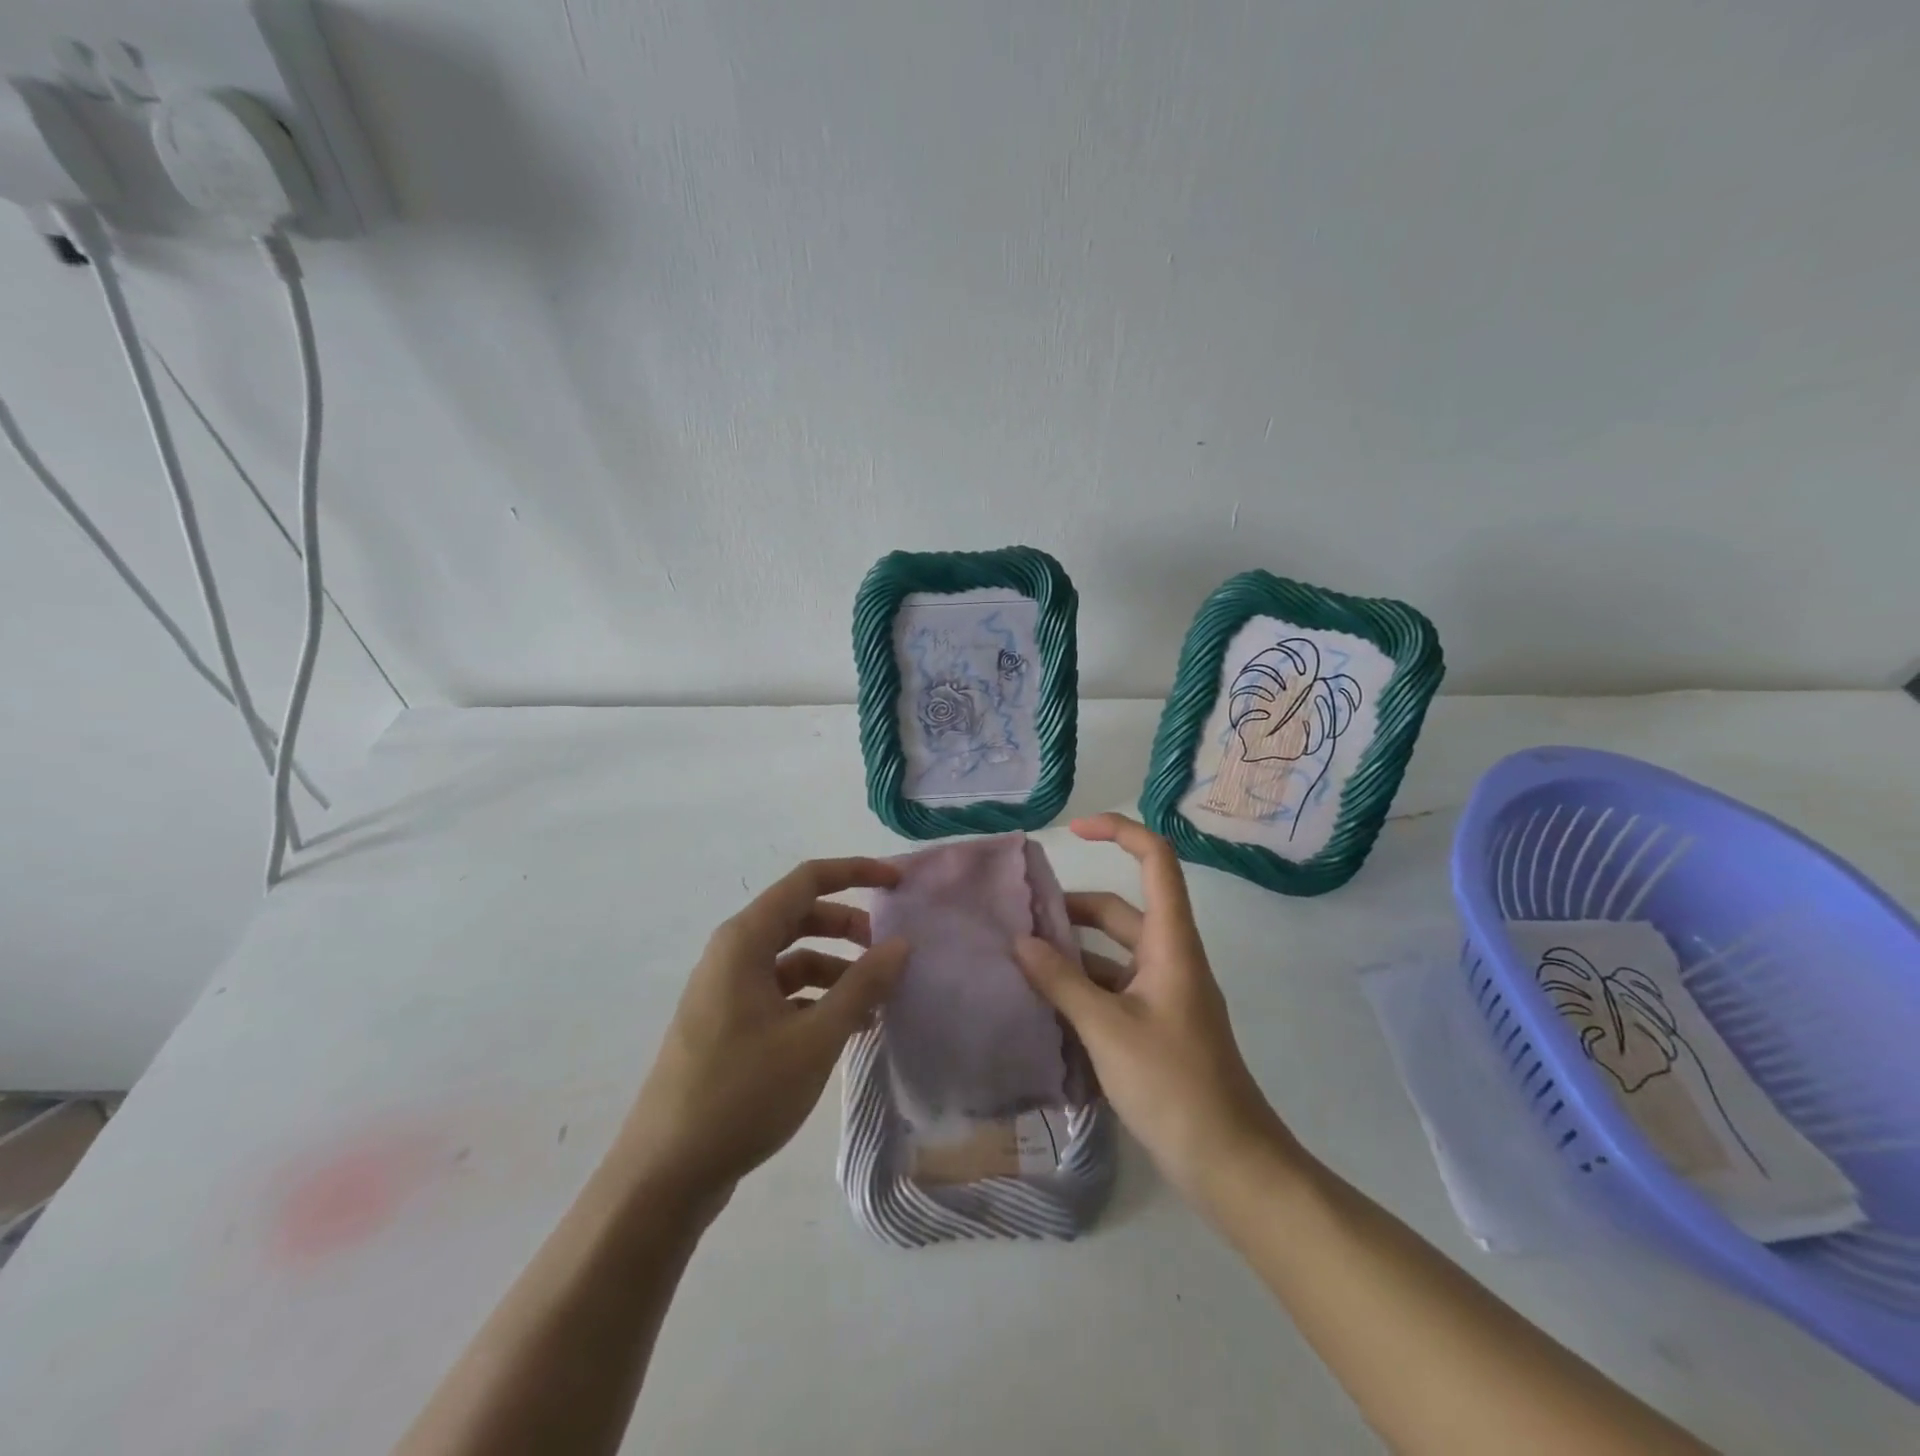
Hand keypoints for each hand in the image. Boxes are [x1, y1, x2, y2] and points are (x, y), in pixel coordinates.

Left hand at [616, 857, 907, 1210]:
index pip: (807, 880)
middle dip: (848, 927)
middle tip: (889, 952)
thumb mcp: (815, 1038)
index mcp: (744, 940)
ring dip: (836, 969)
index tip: (898, 885)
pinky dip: (815, 999)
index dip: (856, 872)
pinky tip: (846, 1030)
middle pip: (799, 916)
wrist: (665, 1174)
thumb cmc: (742, 1093)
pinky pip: (780, 992)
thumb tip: (901, 944)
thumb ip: (862, 986)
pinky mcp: (726, 1024)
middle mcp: (732, 954)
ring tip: (876, 1002)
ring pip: (791, 958)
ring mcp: (726, 991)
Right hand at [1013, 814, 1294, 1205]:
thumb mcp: (1107, 1029)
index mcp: (1170, 943)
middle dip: (1073, 907)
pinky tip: (1044, 1004)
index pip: (1155, 861)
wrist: (1230, 1163)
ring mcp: (1164, 994)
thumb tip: (1020, 942)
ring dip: (1073, 951)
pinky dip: (1082, 987)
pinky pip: (1114, 988)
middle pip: (1122, 910)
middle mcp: (1169, 958)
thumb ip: (1061, 982)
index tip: (1073, 833)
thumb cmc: (1174, 1085)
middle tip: (1020, 917)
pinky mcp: (1156, 1026)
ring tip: (1021, 959)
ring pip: (1114, 953)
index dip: (1119, 833)